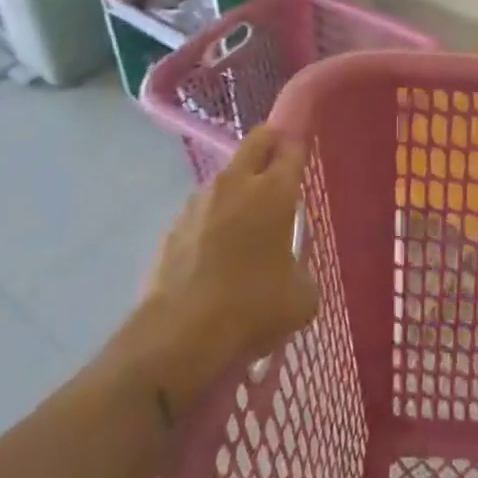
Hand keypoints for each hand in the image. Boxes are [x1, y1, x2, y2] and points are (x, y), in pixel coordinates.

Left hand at [135, 128, 319, 397]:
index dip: (300, 143)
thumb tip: (291, 272)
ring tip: (246, 228)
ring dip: (239, 189)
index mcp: (274, 191)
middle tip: (280, 169)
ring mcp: (199, 201)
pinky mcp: (173, 225)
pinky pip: (202, 211)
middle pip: (258, 140)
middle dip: (272, 144)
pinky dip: (213, 222)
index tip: (304, 150)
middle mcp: (236, 183)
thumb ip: (302, 272)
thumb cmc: (251, 308)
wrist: (178, 336)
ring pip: (227, 177)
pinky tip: (215, 257)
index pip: (292, 147)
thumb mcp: (301, 298)